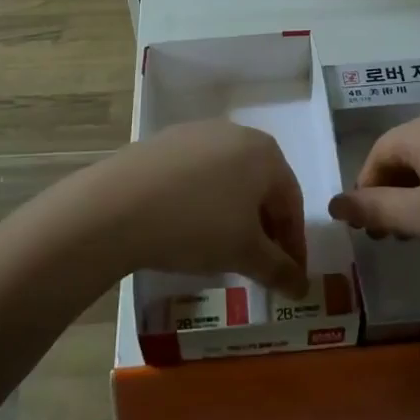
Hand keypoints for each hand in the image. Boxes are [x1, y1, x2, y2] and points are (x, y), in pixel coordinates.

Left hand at [70, 121, 309, 294]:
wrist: (117, 204)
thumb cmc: (196, 225)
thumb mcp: (244, 253)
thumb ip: (279, 269)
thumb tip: (301, 287)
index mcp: (266, 153)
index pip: (292, 203)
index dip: (294, 245)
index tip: (290, 277)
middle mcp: (236, 133)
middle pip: (261, 187)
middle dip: (264, 228)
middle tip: (258, 264)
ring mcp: (198, 132)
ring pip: (229, 179)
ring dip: (234, 214)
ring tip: (222, 248)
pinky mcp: (165, 141)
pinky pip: (197, 173)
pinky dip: (203, 200)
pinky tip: (187, 225)